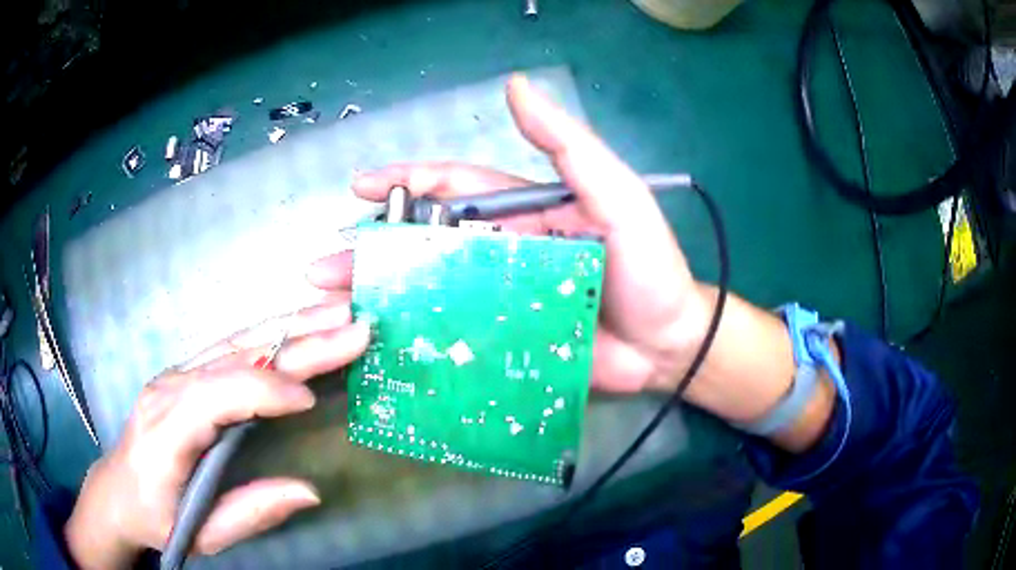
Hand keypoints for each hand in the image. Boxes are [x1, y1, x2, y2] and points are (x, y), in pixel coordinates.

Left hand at [65, 298, 369, 568]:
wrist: (117, 492)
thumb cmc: (157, 519)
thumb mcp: (202, 534)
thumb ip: (252, 512)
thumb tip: (310, 490)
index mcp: (166, 431)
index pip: (217, 395)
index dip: (265, 392)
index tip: (312, 402)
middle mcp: (169, 389)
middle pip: (236, 356)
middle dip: (296, 341)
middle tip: (351, 325)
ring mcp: (174, 375)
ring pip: (236, 341)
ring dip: (288, 325)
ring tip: (335, 312)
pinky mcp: (182, 374)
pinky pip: (229, 348)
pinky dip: (269, 333)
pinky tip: (297, 323)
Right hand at [307, 75, 710, 393]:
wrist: (667, 344)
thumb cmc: (647, 266)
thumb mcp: (616, 196)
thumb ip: (568, 146)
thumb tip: (516, 88)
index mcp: (521, 212)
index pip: (452, 185)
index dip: (406, 179)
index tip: (359, 186)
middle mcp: (500, 251)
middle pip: (426, 241)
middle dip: (374, 248)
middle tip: (325, 264)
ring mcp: (498, 300)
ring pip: (427, 290)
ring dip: (379, 294)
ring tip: (333, 306)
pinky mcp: (504, 342)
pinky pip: (451, 336)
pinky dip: (413, 339)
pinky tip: (377, 346)